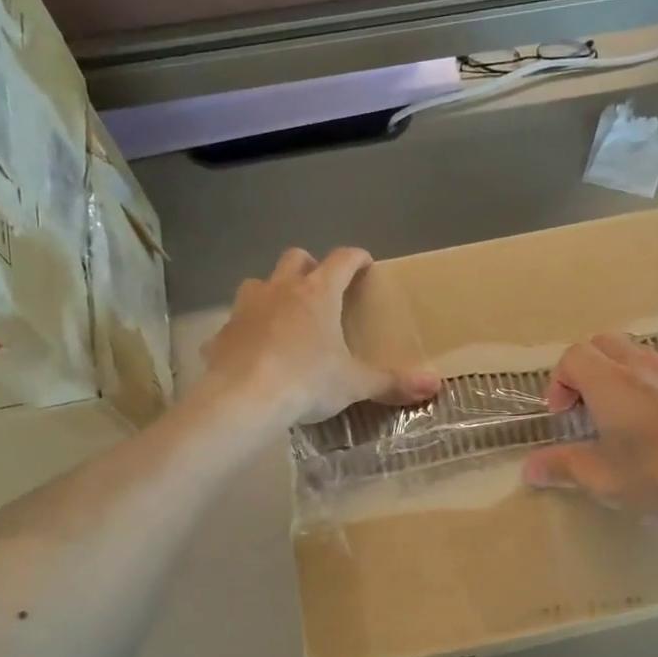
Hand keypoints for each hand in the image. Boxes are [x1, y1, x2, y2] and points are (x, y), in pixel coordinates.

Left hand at [200, 248, 439, 427]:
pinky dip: (247, 331)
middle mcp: (281, 289)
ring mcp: (247, 307)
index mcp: (318, 293)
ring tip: (284, 317)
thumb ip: (392, 382)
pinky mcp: (222, 332)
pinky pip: (236, 323)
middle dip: (309, 266)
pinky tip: (254, 352)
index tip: (365, 263)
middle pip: (295, 258)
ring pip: (260, 283)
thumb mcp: (354, 384)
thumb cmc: (307, 381)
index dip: (356, 258)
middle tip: (321, 288)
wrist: (242, 399)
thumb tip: (435, 384)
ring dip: (273, 292)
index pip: (342, 259)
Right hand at [522, 334, 657, 531]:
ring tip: (625, 413)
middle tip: (587, 410)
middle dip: (585, 370)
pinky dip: (651, 377)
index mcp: (611, 383)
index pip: (572, 357)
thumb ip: (561, 466)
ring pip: (636, 351)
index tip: (564, 417)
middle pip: (602, 344)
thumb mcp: (604, 479)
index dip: (559, 383)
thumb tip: (528, 468)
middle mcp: (643, 364)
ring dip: (618, 372)